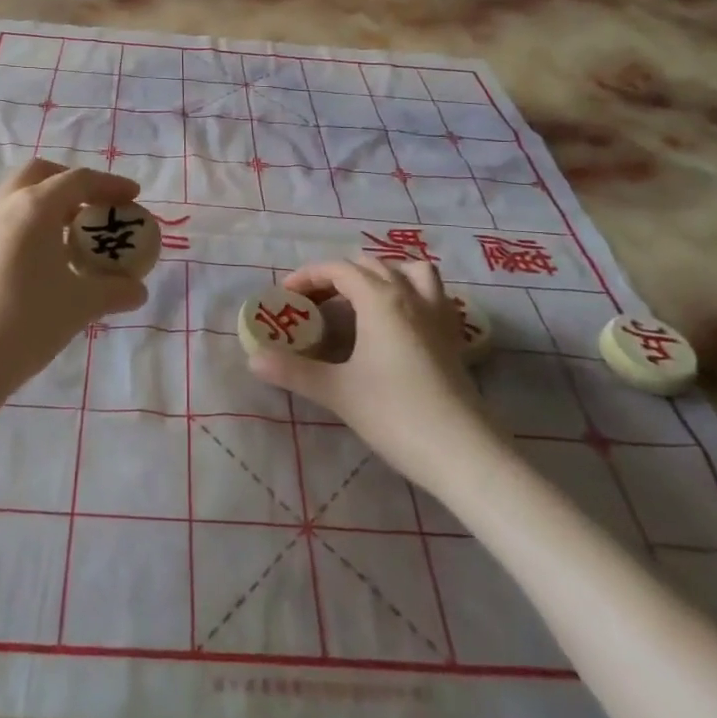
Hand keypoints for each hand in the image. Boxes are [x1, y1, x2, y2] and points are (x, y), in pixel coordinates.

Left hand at [0, 160, 148, 400]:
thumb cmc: (24, 324)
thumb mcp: (79, 307)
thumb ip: (114, 291)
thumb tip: (137, 290)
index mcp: (34, 207)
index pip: (79, 180)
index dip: (110, 184)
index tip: (134, 197)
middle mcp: (4, 206)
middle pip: (41, 175)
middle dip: (73, 183)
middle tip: (97, 206)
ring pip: (19, 197)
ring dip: (49, 204)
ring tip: (73, 237)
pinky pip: (5, 222)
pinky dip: (30, 225)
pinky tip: (43, 262)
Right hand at [247, 257, 488, 487]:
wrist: (464, 452)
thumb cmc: (396, 414)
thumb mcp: (337, 392)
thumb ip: (293, 371)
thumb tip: (253, 359)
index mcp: (380, 299)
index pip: (338, 269)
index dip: (308, 276)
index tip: (286, 296)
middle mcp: (410, 295)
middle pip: (369, 265)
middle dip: (337, 276)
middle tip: (314, 304)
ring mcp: (437, 314)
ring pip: (409, 270)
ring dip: (381, 274)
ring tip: (360, 299)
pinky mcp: (453, 336)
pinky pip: (431, 293)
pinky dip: (410, 292)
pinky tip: (398, 321)